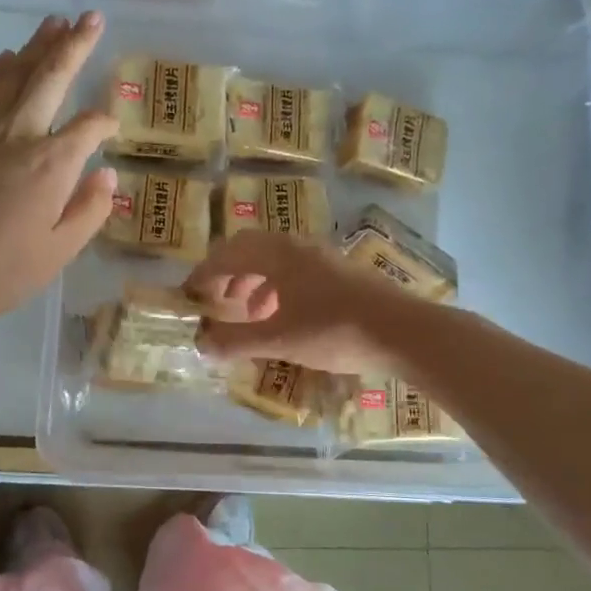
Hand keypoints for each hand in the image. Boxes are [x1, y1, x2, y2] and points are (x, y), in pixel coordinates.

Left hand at [0, 13, 116, 324]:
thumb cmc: (2, 271)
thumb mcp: (60, 252)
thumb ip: (90, 210)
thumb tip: (106, 175)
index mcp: (52, 163)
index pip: (88, 126)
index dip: (105, 122)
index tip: (111, 127)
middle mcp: (19, 133)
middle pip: (52, 76)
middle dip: (76, 44)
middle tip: (93, 16)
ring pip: (14, 72)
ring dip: (37, 45)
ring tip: (55, 22)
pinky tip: (6, 57)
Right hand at [184, 231, 412, 374]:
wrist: (402, 332)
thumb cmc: (333, 331)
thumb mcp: (277, 341)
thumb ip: (235, 341)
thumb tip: (201, 344)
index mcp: (277, 254)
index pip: (226, 255)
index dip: (202, 275)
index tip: (188, 296)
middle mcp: (297, 247)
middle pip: (249, 250)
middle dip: (226, 274)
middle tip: (214, 300)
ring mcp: (321, 257)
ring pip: (274, 260)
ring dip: (252, 282)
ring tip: (246, 314)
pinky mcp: (339, 273)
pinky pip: (294, 271)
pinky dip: (276, 289)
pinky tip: (282, 317)